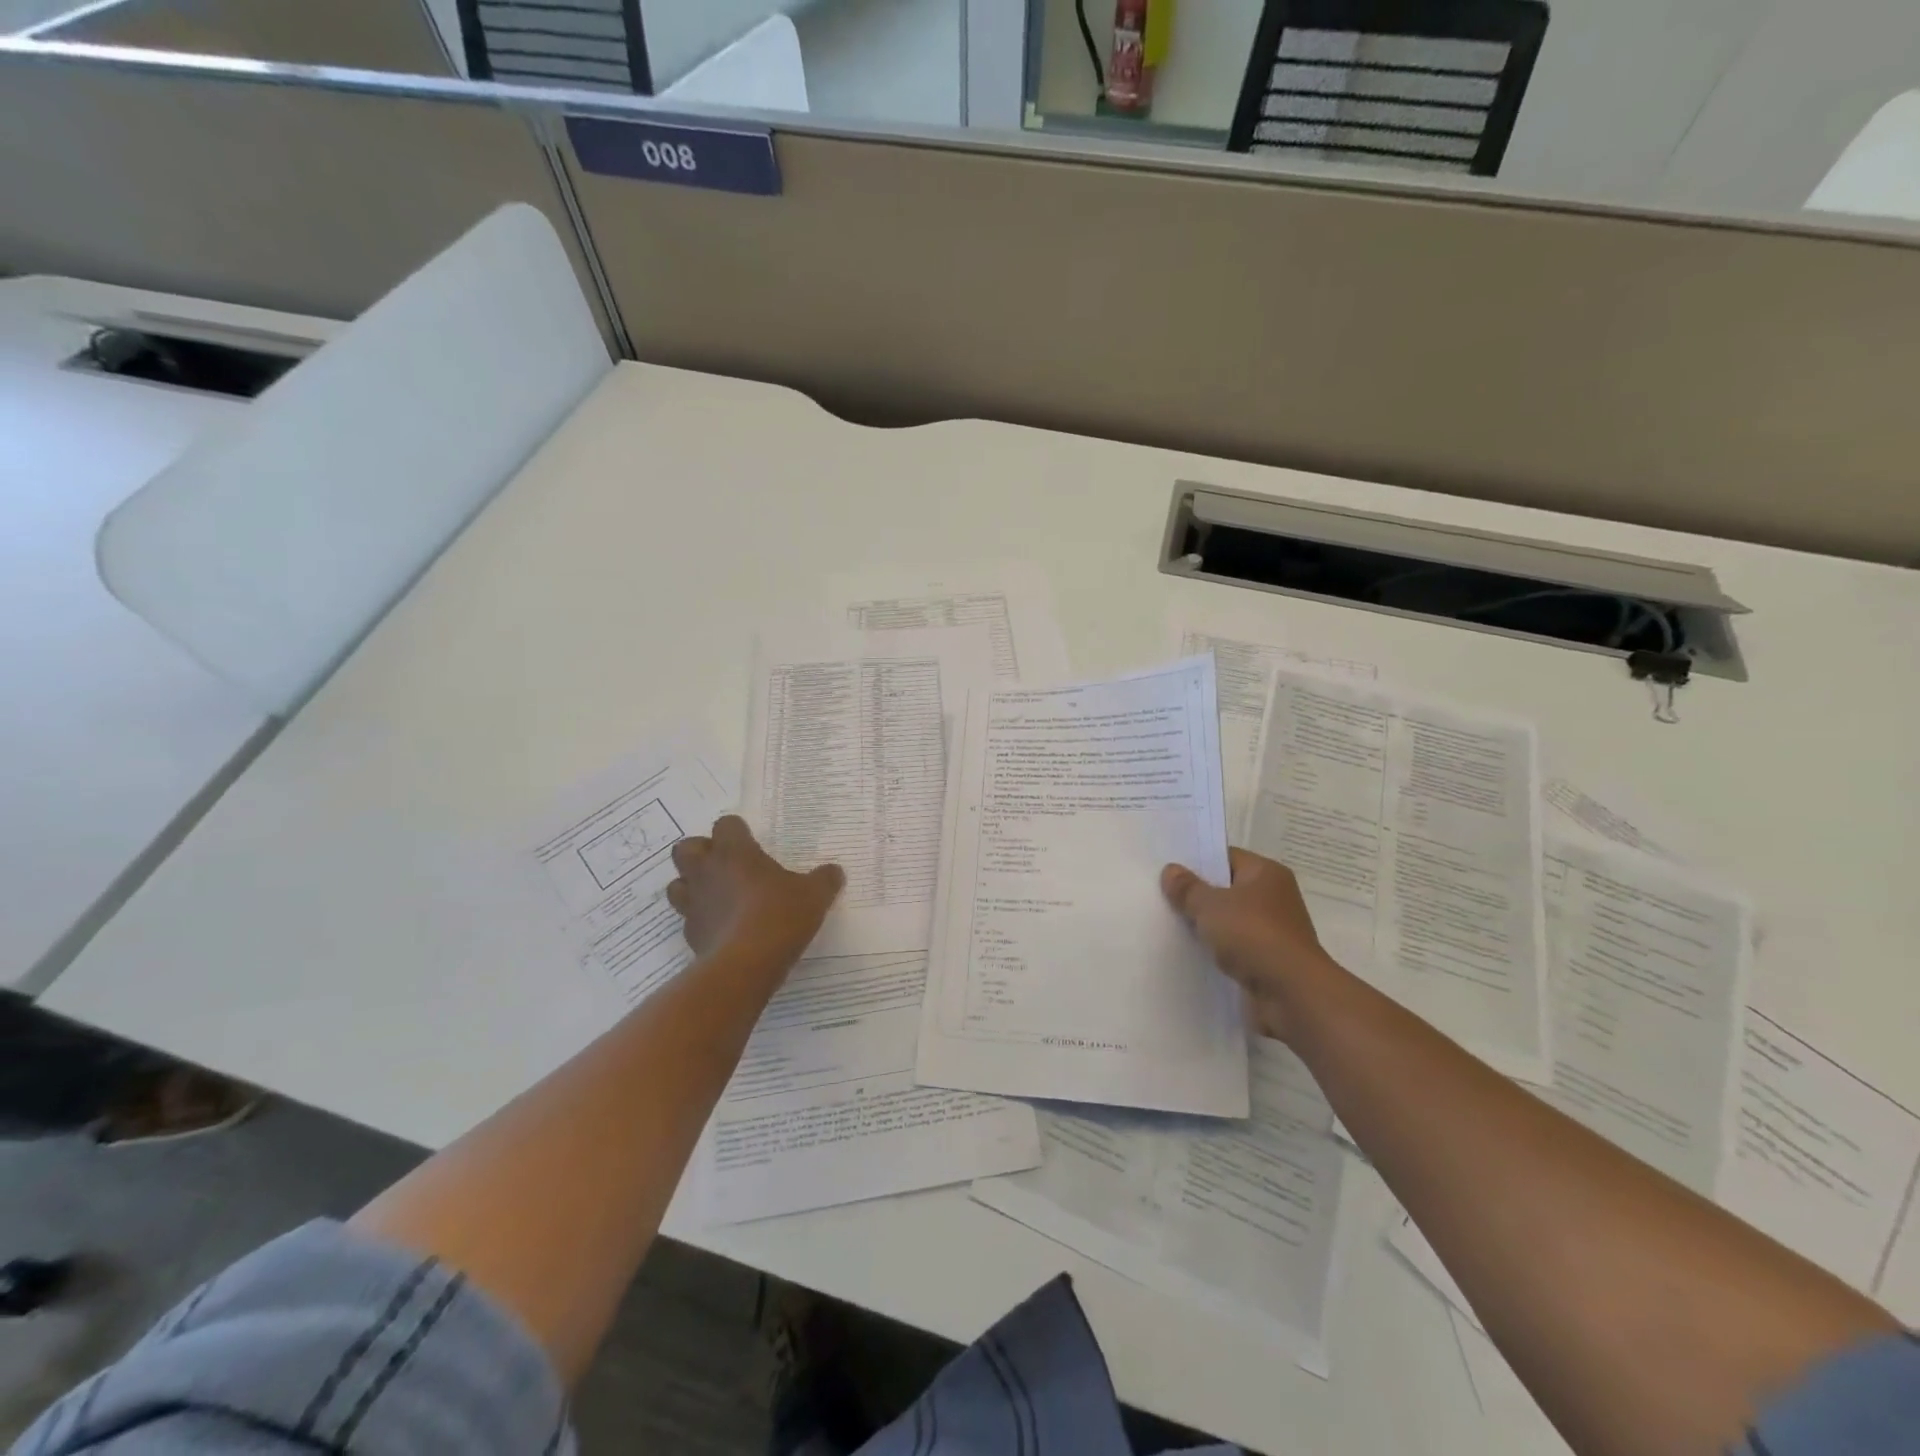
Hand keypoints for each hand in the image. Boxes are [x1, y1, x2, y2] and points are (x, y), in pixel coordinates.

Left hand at [666, 816, 844, 965]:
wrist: (746, 965)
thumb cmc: (780, 916)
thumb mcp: (815, 895)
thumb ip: (824, 879)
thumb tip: (834, 871)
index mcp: (735, 852)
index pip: (726, 824)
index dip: (737, 831)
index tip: (752, 843)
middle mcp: (707, 872)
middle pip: (686, 848)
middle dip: (701, 852)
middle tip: (726, 864)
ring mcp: (694, 904)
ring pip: (677, 884)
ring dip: (692, 885)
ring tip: (717, 895)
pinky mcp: (691, 934)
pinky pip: (689, 919)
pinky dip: (702, 919)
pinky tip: (723, 928)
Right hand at [1161, 848, 1334, 1036]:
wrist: (1291, 994)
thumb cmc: (1253, 935)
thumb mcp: (1210, 905)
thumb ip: (1187, 888)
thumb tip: (1171, 870)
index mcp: (1266, 873)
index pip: (1226, 858)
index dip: (1197, 862)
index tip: (1168, 870)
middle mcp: (1274, 898)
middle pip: (1227, 890)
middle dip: (1197, 896)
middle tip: (1161, 896)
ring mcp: (1272, 932)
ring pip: (1229, 922)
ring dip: (1206, 927)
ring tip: (1169, 925)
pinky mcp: (1267, 961)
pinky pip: (1234, 949)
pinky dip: (1216, 951)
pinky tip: (1190, 954)